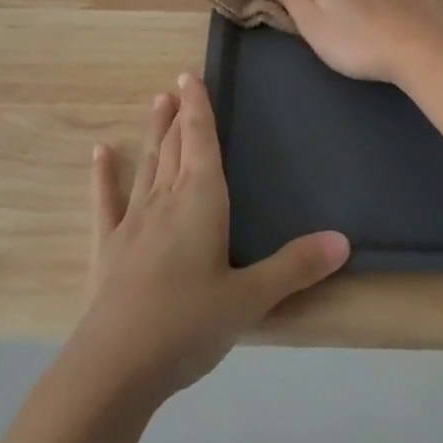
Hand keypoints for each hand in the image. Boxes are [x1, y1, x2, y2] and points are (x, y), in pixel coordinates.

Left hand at [73, 74, 349, 404]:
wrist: (115, 366)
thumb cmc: (188, 325)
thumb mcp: (250, 299)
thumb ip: (295, 267)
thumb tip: (343, 240)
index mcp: (201, 201)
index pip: (202, 141)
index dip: (200, 108)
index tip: (191, 76)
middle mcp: (165, 200)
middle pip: (176, 147)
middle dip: (181, 115)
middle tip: (179, 86)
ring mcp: (132, 222)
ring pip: (148, 165)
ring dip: (154, 134)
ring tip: (157, 103)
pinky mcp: (108, 247)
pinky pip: (106, 201)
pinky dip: (104, 175)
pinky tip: (100, 153)